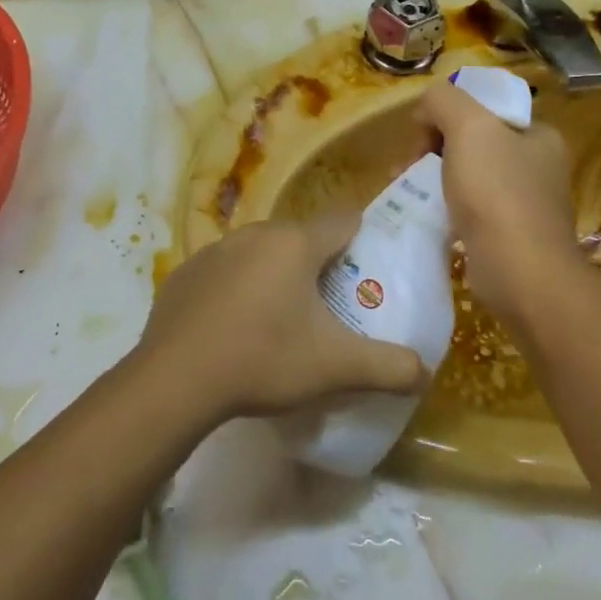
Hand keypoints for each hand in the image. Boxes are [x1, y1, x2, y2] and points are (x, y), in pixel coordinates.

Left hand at [136, 214, 424, 421]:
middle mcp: (255, 234)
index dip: (361, 237)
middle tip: (329, 303)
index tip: (370, 262)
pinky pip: (224, 272)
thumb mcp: (336, 368)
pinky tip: (234, 327)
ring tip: (281, 318)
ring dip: (274, 275)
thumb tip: (424, 371)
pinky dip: (236, 290)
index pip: (342, 221)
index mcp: (295, 244)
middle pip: (299, 238)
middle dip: (317, 263)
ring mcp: (214, 250)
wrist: (175, 378)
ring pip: (259, 253)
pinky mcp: (185, 273)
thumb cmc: (264, 359)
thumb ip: (388, 367)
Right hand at [415, 78, 586, 322]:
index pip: (484, 109)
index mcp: (539, 135)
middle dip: (432, 148)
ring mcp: (524, 204)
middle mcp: (537, 166)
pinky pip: (467, 209)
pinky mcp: (508, 236)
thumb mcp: (469, 126)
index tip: (421, 136)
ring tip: (403, 189)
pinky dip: (442, 208)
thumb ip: (444, 101)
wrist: (520, 274)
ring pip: (466, 176)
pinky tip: (424, 215)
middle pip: (471, 141)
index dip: (447, 115)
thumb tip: (427, 110)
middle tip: (406, 166)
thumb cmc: (497, 192)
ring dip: (431, 177)